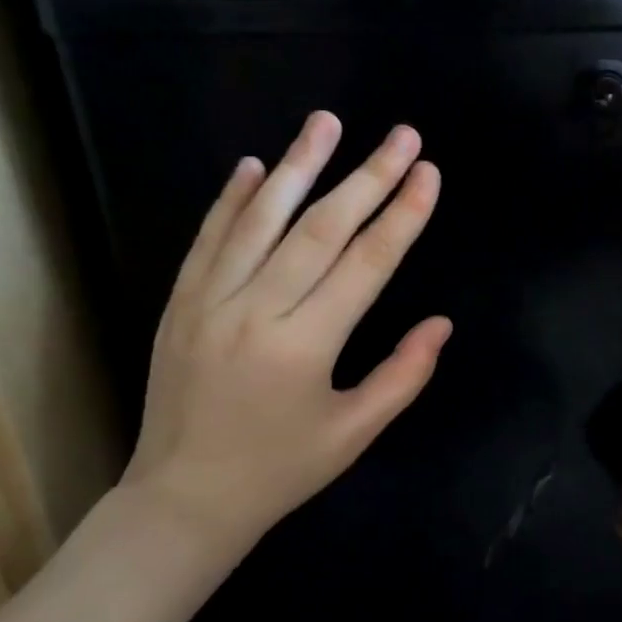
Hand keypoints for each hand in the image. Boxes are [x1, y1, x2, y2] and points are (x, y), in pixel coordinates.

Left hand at [121, 111, 450, 556]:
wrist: (184, 499)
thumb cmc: (281, 469)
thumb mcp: (354, 432)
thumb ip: (403, 375)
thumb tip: (441, 323)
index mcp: (306, 346)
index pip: (366, 264)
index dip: (403, 215)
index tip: (428, 173)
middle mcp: (257, 311)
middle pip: (321, 229)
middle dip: (368, 177)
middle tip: (401, 135)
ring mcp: (210, 301)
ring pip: (261, 220)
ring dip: (299, 166)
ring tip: (327, 122)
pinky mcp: (180, 303)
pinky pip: (209, 239)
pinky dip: (233, 199)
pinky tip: (257, 165)